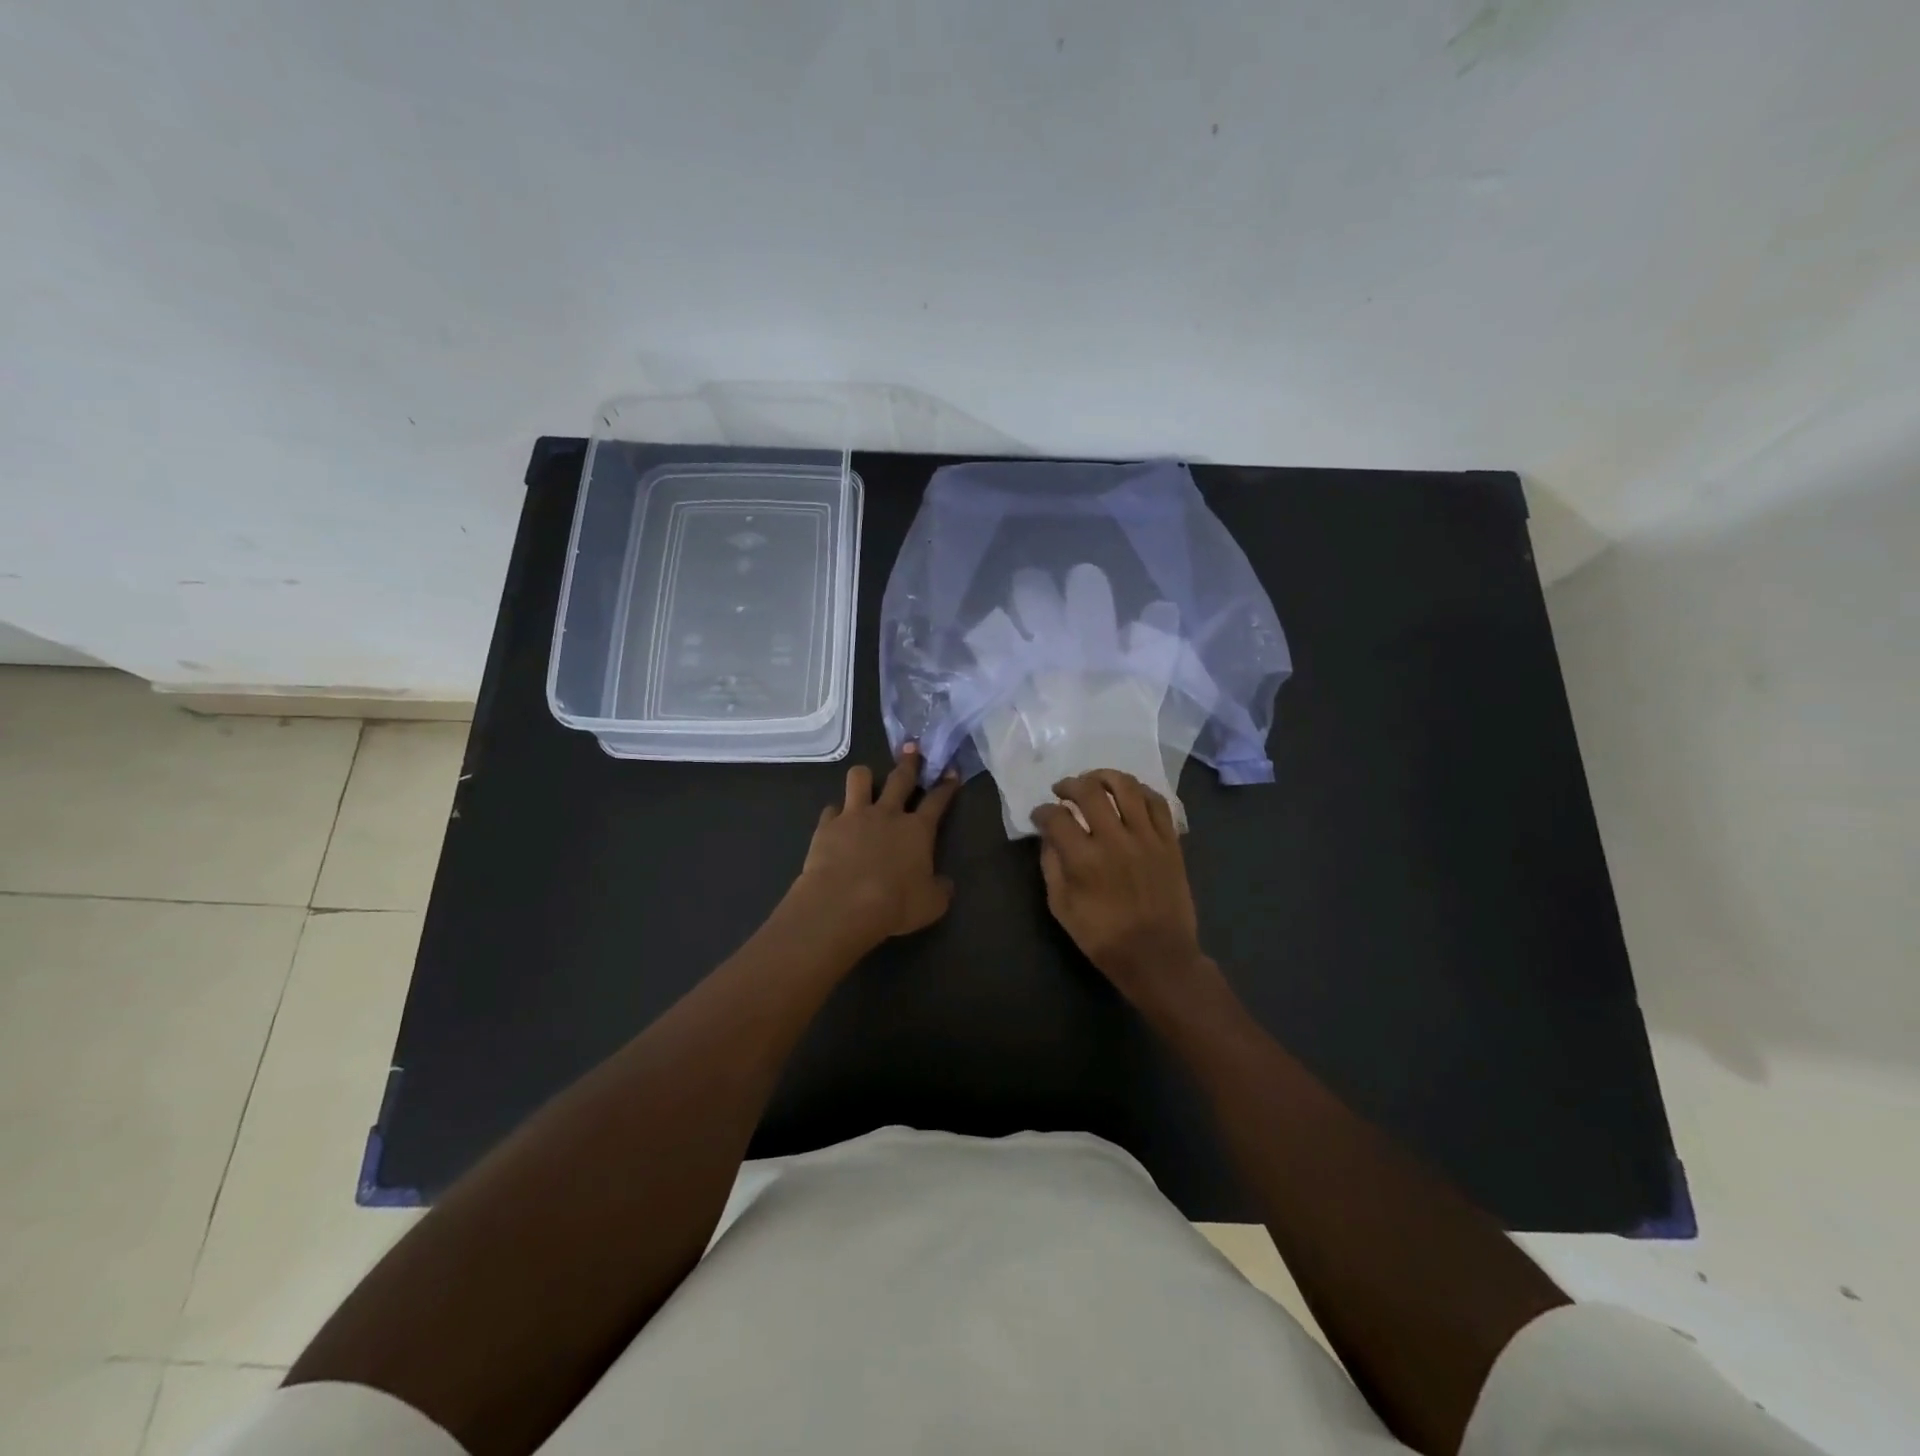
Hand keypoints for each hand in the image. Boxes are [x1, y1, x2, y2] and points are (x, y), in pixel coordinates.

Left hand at [791, 744, 960, 950]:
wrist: (842, 905)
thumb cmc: (894, 905)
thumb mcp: (931, 904)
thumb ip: (940, 889)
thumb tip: (944, 883)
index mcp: (917, 830)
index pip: (937, 800)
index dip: (946, 785)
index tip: (951, 772)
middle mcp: (888, 814)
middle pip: (900, 778)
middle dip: (909, 761)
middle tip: (912, 747)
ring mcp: (855, 816)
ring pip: (860, 779)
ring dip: (865, 777)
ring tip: (866, 779)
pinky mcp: (827, 826)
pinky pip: (831, 809)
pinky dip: (835, 813)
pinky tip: (836, 820)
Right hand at [1031, 770, 1211, 1007]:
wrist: (1158, 956)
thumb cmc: (1104, 938)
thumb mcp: (1062, 908)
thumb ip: (1052, 866)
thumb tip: (1049, 837)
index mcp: (1084, 859)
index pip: (1056, 816)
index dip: (1042, 811)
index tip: (1039, 815)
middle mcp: (1115, 839)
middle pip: (1089, 791)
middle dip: (1069, 785)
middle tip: (1062, 790)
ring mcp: (1147, 837)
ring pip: (1126, 787)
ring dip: (1104, 777)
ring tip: (1094, 781)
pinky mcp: (1170, 842)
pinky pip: (1157, 803)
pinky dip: (1140, 791)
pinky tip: (1128, 794)